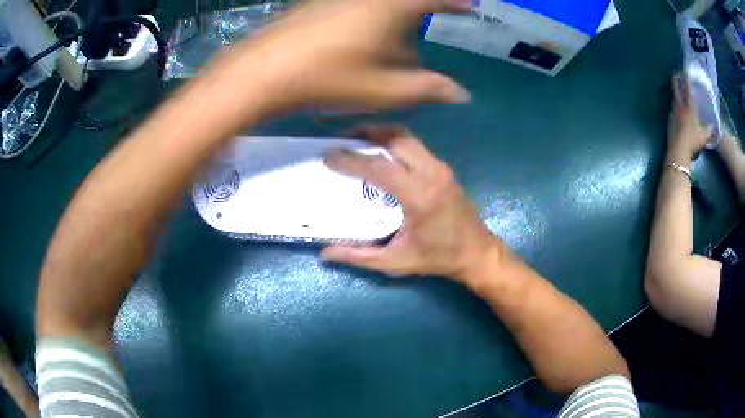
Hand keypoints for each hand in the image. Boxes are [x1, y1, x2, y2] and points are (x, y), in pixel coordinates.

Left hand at [209, 0, 471, 117]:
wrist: (265, 70)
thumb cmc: (329, 77)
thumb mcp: (385, 90)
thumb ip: (428, 89)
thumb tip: (462, 94)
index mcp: (392, 6)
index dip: (455, 2)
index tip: (470, 5)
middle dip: (425, 7)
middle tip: (436, 15)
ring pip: (382, 2)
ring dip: (397, 12)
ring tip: (399, 33)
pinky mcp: (319, 1)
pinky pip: (358, 3)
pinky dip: (373, 13)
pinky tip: (364, 33)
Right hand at [321, 125, 500, 281]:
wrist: (477, 252)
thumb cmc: (438, 259)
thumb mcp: (396, 262)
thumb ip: (360, 256)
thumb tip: (325, 253)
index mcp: (420, 196)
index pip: (380, 167)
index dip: (351, 160)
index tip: (328, 156)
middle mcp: (432, 173)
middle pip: (394, 139)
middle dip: (365, 134)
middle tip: (341, 141)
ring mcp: (440, 167)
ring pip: (406, 137)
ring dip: (380, 134)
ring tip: (356, 140)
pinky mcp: (443, 168)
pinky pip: (415, 145)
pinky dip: (393, 142)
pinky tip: (379, 152)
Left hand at [667, 75, 711, 161]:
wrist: (678, 150)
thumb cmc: (692, 141)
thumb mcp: (704, 137)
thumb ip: (709, 131)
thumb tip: (714, 127)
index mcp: (689, 108)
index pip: (688, 90)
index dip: (687, 80)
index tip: (686, 72)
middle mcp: (680, 107)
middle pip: (677, 90)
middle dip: (676, 80)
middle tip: (676, 74)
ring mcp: (673, 113)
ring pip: (674, 99)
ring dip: (675, 92)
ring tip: (677, 90)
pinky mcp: (669, 120)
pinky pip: (672, 109)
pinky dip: (674, 105)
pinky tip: (675, 107)